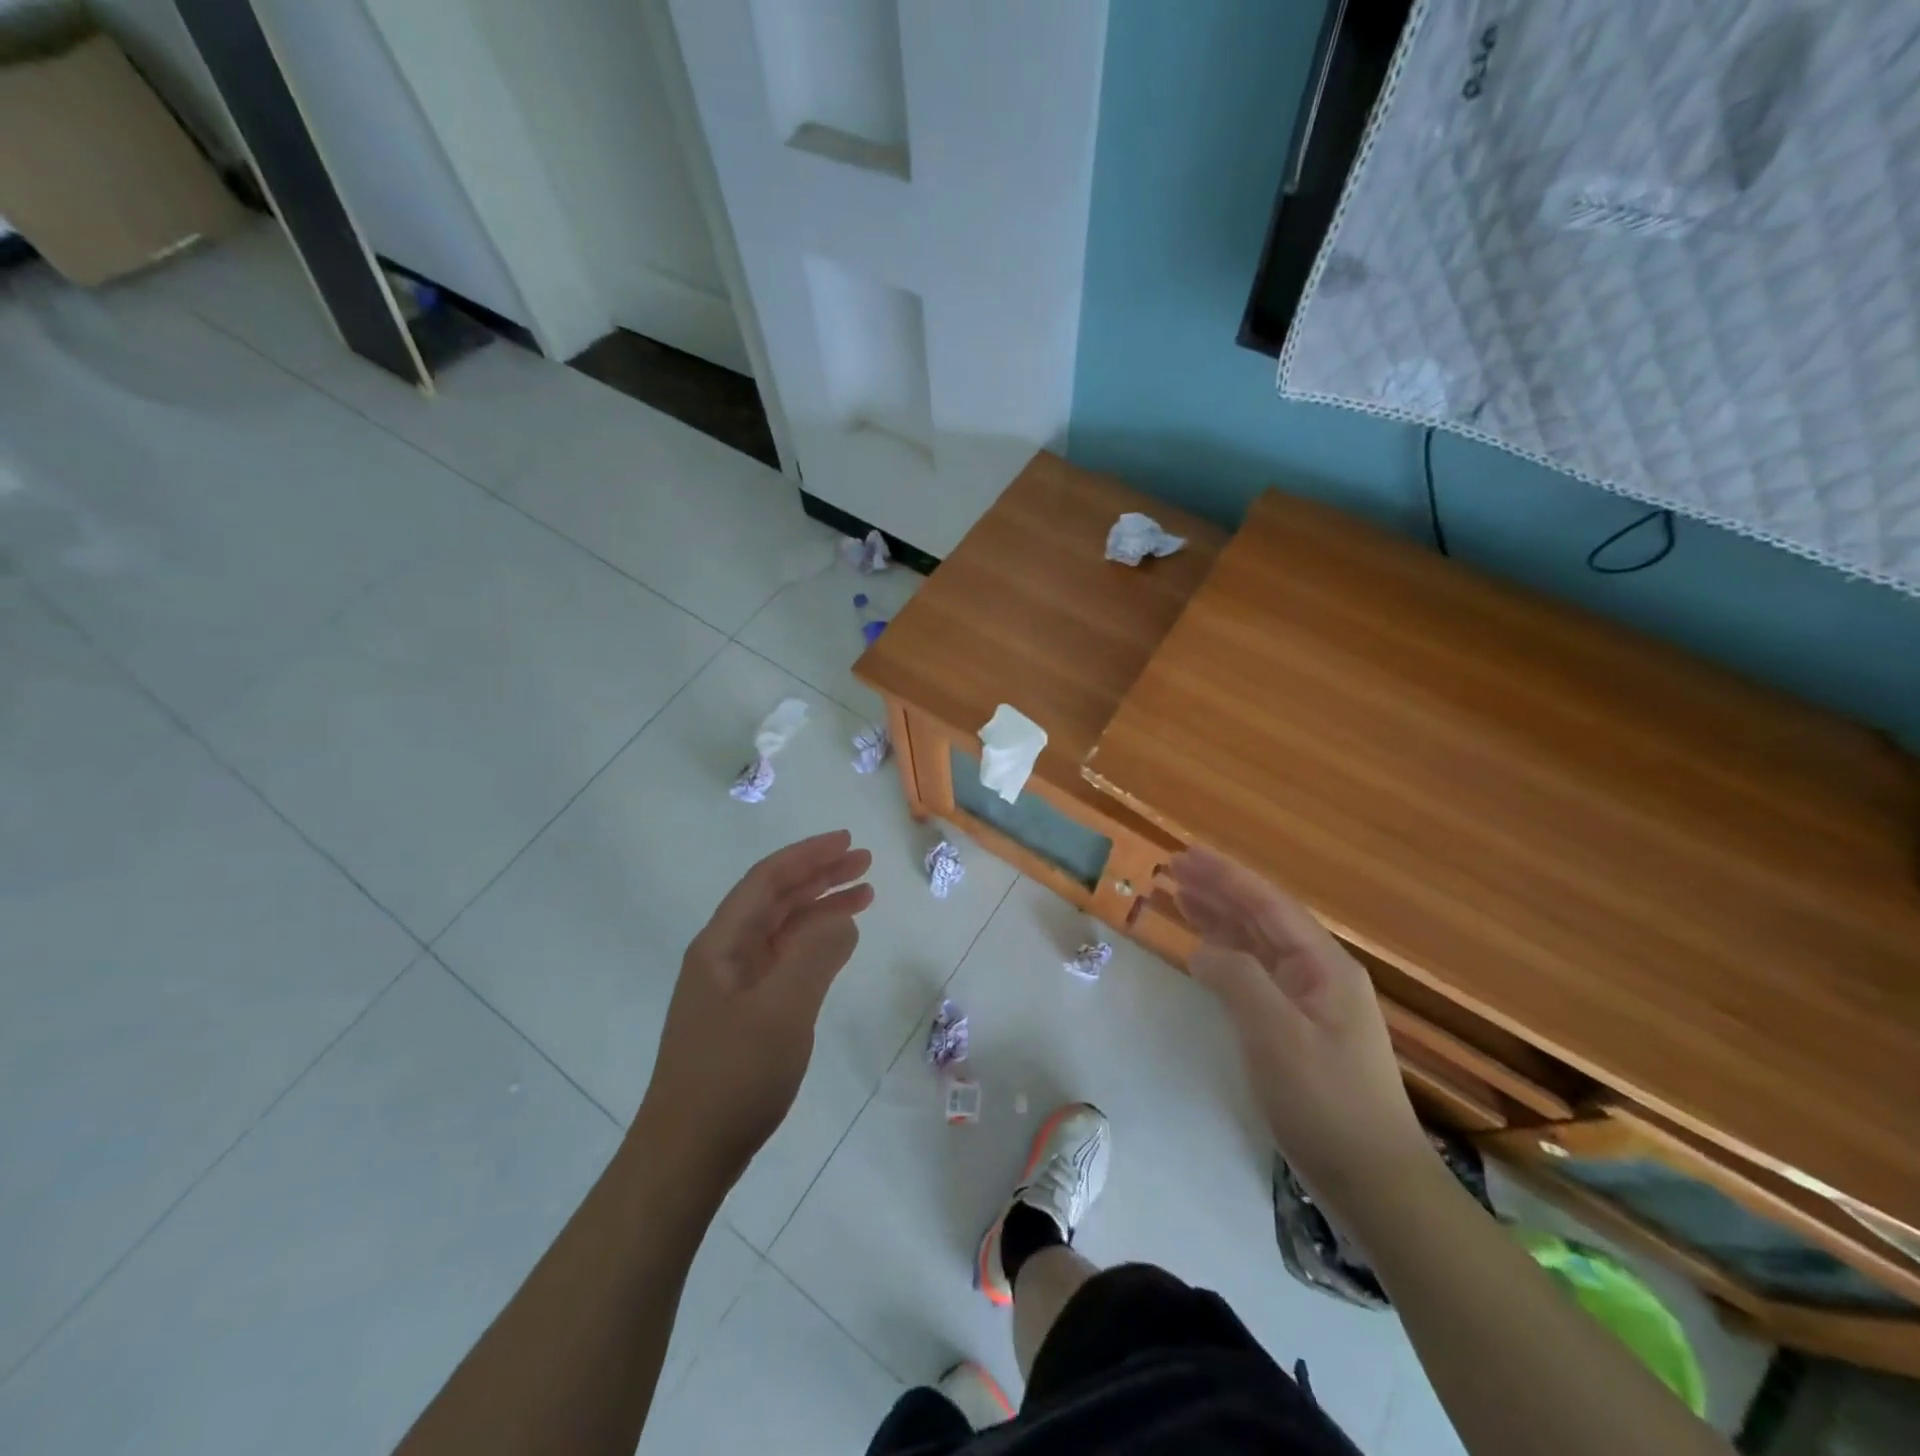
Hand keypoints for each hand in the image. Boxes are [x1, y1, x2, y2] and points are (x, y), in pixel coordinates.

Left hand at [640, 830, 873, 1187]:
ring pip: (782, 931)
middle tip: (864, 863)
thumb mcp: (782, 1010)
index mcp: (721, 944)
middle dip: (819, 876)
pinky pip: (785, 962)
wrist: (687, 1154)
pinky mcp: (745, 1014)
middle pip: (776, 900)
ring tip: (863, 896)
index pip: (767, 881)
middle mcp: (724, 956)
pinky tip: (837, 945)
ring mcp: (734, 987)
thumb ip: (816, 955)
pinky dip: (814, 945)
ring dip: (820, 909)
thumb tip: (843, 919)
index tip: (847, 842)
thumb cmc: (732, 1076)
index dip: (807, 856)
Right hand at [1169, 847, 1424, 1206]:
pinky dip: (1227, 957)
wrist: (1373, 1180)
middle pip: (1261, 918)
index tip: (1184, 856)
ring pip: (1257, 945)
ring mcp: (1310, 1002)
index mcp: (1323, 965)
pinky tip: (1204, 951)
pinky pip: (1256, 976)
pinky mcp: (1298, 1029)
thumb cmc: (1326, 1102)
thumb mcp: (1277, 1035)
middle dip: (1218, 891)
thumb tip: (1203, 950)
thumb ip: (1237, 979)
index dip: (1225, 876)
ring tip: (1179, 897)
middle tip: (1171, 870)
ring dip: (1219, 919)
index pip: (1267, 904)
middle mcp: (1318, 973)